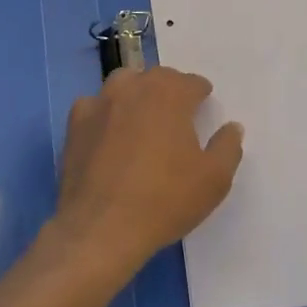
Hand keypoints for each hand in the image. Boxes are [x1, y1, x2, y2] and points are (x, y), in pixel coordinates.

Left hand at [47, 67, 244, 284]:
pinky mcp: (75, 125)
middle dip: (170, 89)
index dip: (200, 94)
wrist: (101, 229)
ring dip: (136, 93)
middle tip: (177, 114)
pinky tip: (108, 133)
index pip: (191, 82)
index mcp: (169, 94)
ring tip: (143, 117)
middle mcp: (133, 88)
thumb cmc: (165, 200)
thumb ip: (228, 147)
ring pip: (122, 84)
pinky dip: (104, 112)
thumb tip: (232, 127)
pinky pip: (93, 106)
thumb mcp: (214, 179)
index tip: (204, 106)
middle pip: (156, 77)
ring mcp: (99, 104)